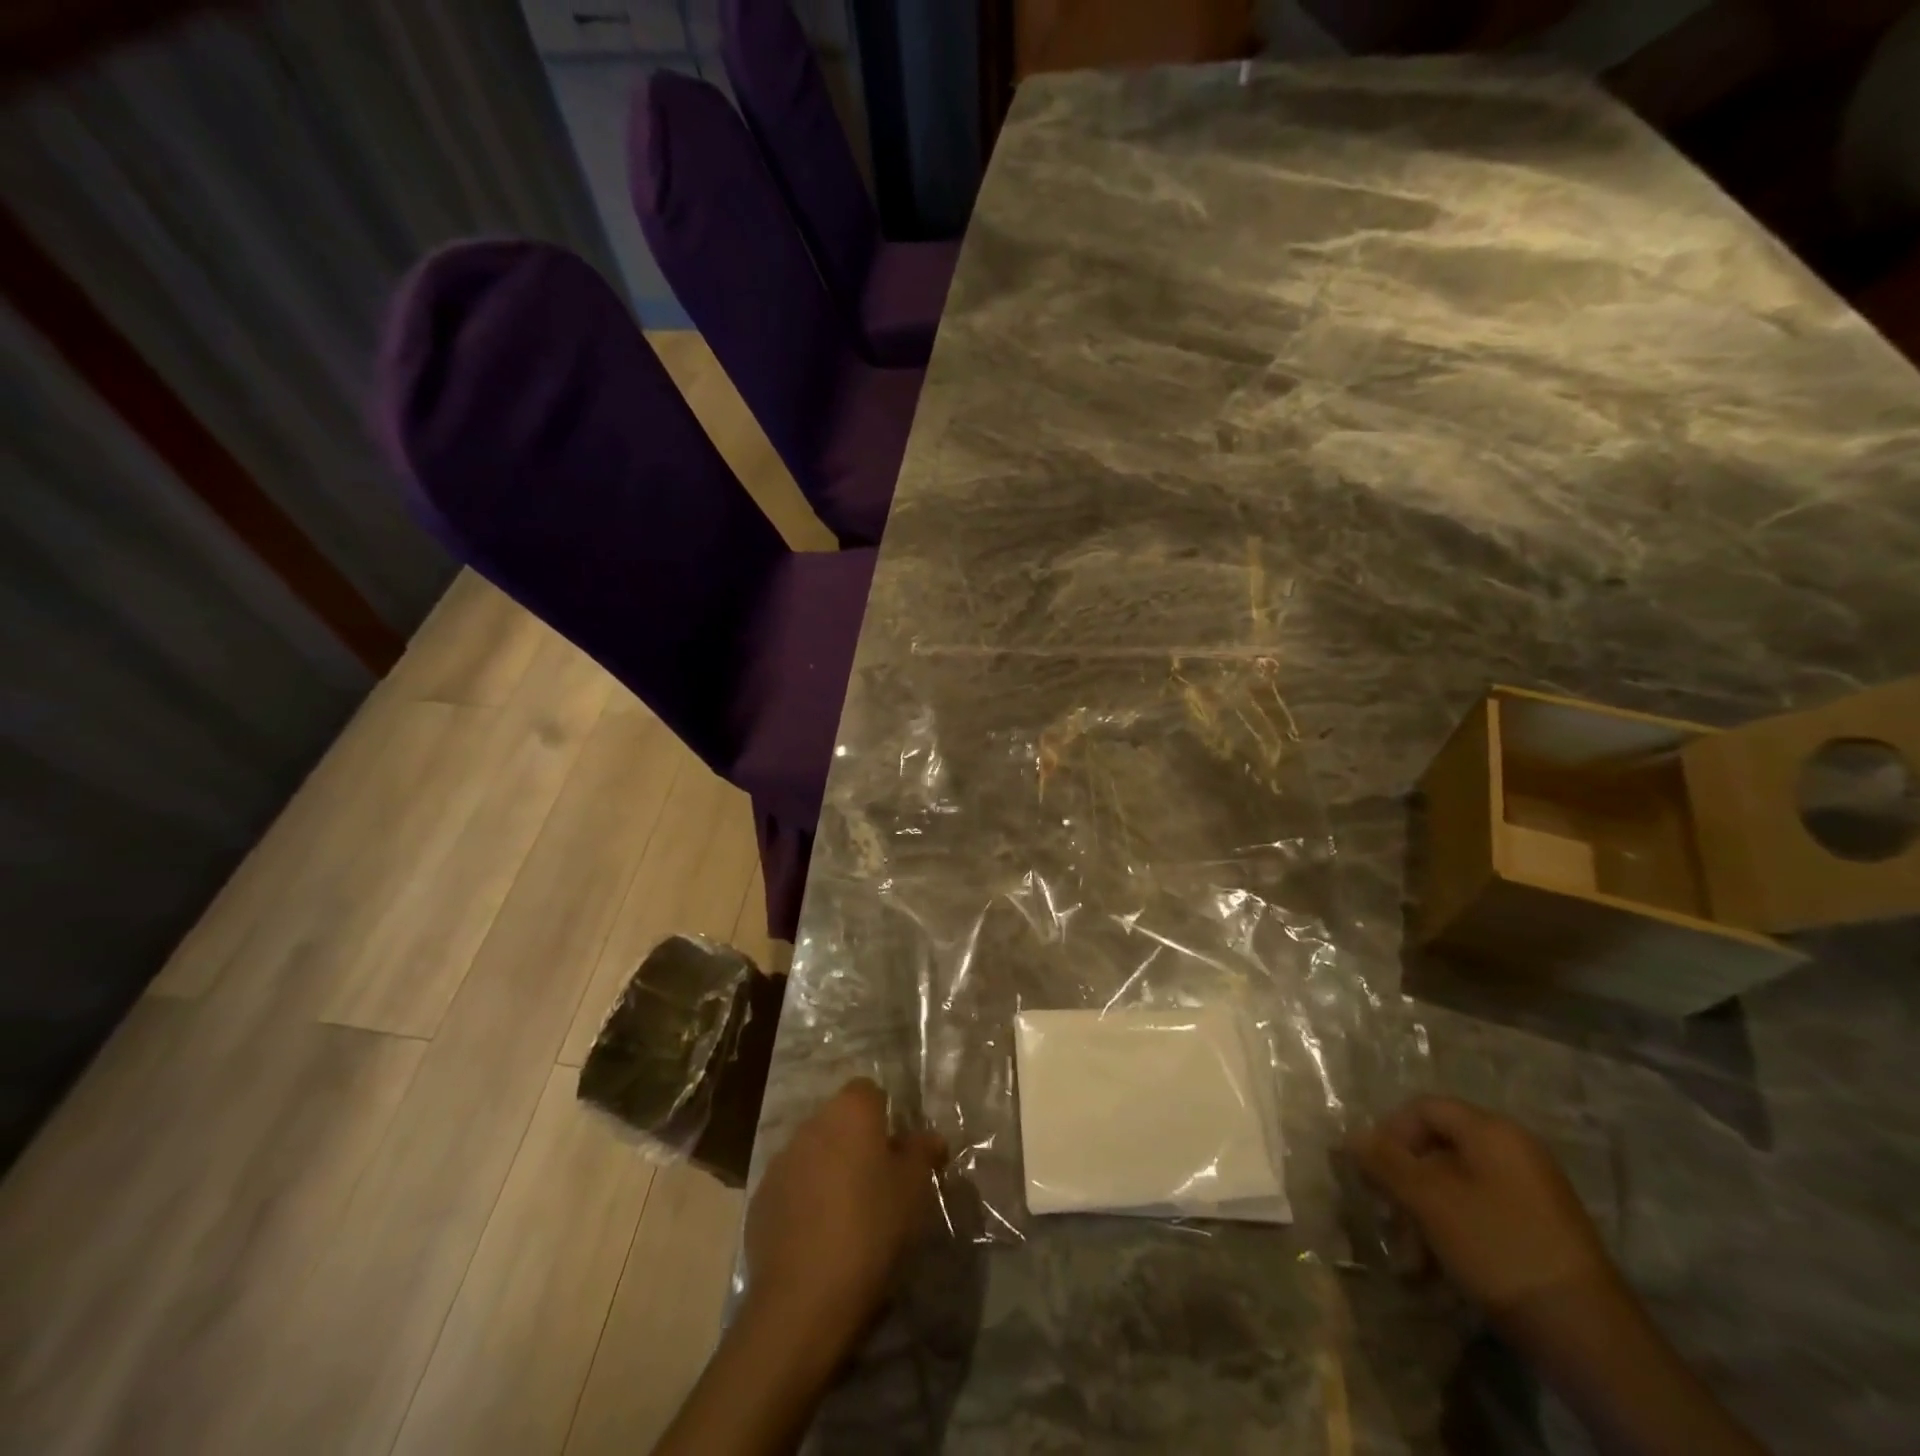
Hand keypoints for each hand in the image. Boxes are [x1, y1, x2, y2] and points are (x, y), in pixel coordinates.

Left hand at [744, 1078, 946, 1350]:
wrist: (803, 1300)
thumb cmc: (870, 1229)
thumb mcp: (914, 1190)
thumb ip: (922, 1153)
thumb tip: (928, 1138)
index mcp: (850, 1112)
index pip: (869, 1092)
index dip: (885, 1117)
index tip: (898, 1152)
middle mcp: (812, 1125)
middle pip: (839, 1121)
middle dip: (857, 1144)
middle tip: (879, 1185)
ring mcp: (781, 1161)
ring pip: (814, 1153)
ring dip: (830, 1171)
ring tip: (849, 1215)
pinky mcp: (761, 1199)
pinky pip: (792, 1187)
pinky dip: (806, 1201)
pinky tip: (819, 1238)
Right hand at [1348, 1095, 1616, 1318]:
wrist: (1590, 1340)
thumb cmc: (1500, 1249)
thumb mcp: (1430, 1202)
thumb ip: (1385, 1163)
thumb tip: (1350, 1136)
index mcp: (1493, 1132)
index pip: (1424, 1108)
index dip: (1390, 1133)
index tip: (1372, 1172)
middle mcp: (1514, 1152)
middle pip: (1438, 1149)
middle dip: (1405, 1185)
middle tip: (1388, 1219)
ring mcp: (1531, 1193)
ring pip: (1455, 1187)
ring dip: (1423, 1218)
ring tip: (1411, 1261)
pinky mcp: (1539, 1231)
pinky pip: (1480, 1214)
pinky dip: (1452, 1235)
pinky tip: (1438, 1272)